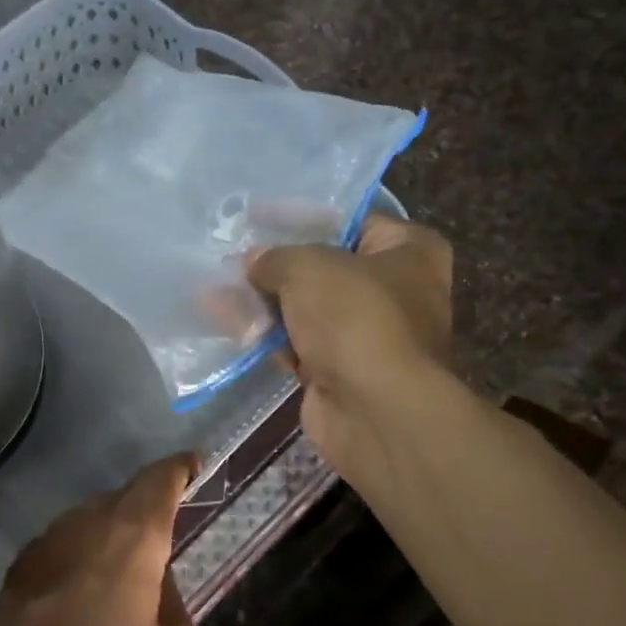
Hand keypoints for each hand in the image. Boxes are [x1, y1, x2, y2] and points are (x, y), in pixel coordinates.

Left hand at [0, 454, 201, 625]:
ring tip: (121, 566)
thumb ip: (172, 599)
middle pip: (114, 499)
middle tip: (162, 532)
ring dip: (104, 531)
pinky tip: (79, 594)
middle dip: (141, 506)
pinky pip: (50, 553)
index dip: (176, 470)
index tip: (193, 467)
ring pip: (77, 523)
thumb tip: (155, 577)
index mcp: (127, 547)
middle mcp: (75, 537)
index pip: (154, 484)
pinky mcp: (6, 590)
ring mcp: (34, 561)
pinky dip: (73, 557)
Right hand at [247, 214, 452, 470]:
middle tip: (231, 252)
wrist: (375, 410)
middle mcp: (394, 290)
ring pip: (306, 308)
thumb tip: (253, 261)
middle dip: (277, 263)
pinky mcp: (338, 370)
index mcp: (409, 251)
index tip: (259, 215)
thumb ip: (276, 257)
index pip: (353, 219)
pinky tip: (225, 320)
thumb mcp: (310, 267)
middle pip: (325, 266)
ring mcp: (366, 334)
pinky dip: (265, 334)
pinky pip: (295, 343)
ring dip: (263, 300)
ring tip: (215, 285)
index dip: (304, 216)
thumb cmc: (356, 318)